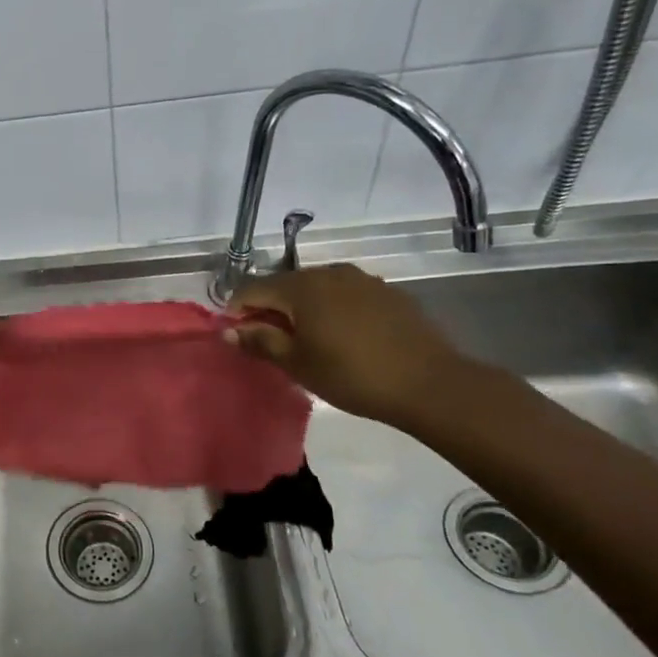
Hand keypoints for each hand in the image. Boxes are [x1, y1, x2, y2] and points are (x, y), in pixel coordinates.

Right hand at [226, 263, 474, 429]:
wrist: (429, 383)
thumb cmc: (351, 375)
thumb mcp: (297, 364)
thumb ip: (259, 342)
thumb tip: (228, 331)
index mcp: (301, 287)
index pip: (253, 288)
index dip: (237, 309)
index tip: (235, 334)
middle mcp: (329, 273)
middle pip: (285, 284)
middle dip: (270, 308)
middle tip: (269, 340)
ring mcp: (362, 279)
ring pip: (317, 288)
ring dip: (302, 308)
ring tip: (306, 338)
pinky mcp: (387, 292)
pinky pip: (345, 294)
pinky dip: (332, 309)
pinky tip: (341, 336)